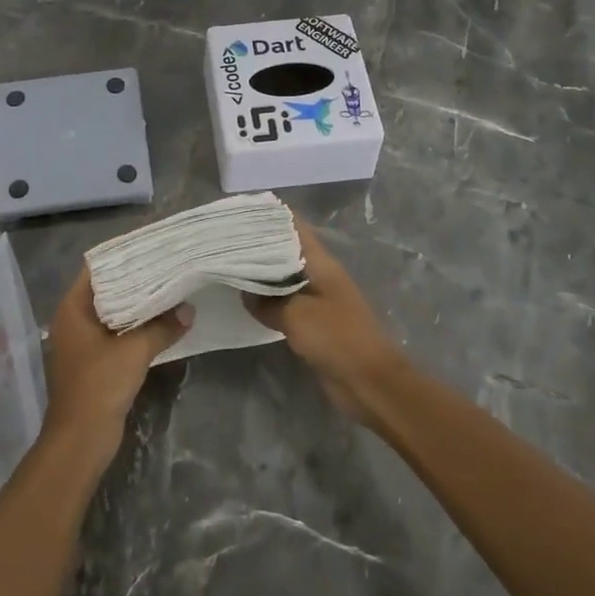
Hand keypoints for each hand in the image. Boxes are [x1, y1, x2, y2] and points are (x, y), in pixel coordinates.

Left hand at [41, 268, 190, 471]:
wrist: (80, 439)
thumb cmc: (99, 385)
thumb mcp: (135, 351)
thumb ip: (162, 327)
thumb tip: (188, 311)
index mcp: (72, 309)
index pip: (96, 270)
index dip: (122, 258)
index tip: (150, 248)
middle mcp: (72, 321)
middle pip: (105, 291)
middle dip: (134, 281)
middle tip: (166, 267)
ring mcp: (81, 343)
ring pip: (112, 314)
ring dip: (136, 306)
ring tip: (169, 290)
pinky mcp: (92, 363)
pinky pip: (115, 335)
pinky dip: (134, 328)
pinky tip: (160, 323)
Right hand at [245, 218, 407, 422]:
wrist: (370, 383)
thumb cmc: (337, 338)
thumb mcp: (296, 316)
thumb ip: (267, 301)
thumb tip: (245, 292)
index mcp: (321, 263)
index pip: (294, 226)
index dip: (269, 216)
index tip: (238, 213)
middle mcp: (320, 274)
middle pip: (286, 250)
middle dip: (258, 244)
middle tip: (224, 242)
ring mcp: (318, 299)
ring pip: (284, 277)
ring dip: (261, 273)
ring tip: (227, 266)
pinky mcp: (315, 323)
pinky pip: (286, 303)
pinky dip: (267, 300)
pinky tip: (245, 301)